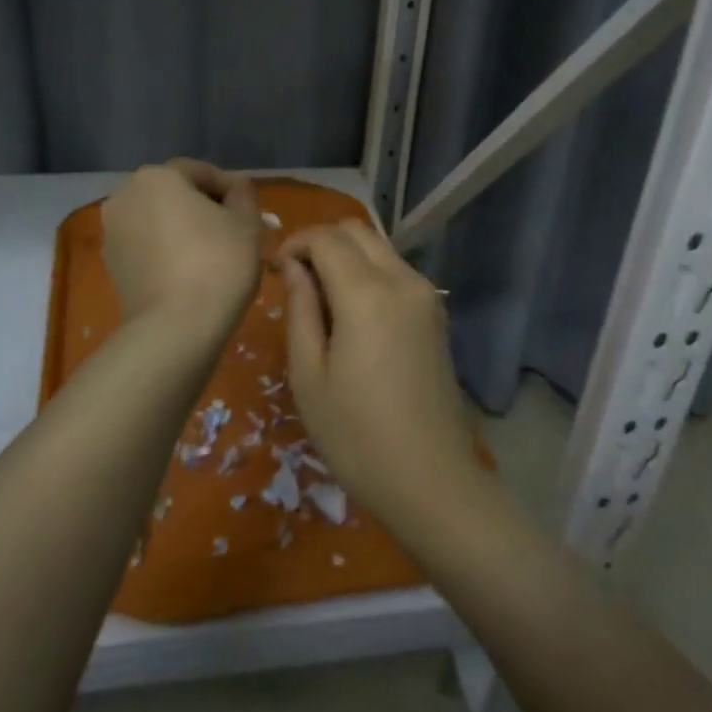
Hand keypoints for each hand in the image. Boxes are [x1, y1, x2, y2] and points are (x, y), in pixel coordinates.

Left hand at [102, 159, 261, 343]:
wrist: (175, 329)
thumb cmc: (217, 263)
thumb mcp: (246, 223)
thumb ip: (243, 195)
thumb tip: (236, 188)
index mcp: (156, 177)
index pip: (200, 172)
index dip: (230, 189)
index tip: (251, 212)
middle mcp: (125, 196)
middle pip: (174, 194)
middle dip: (204, 208)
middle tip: (235, 232)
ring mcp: (112, 233)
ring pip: (158, 221)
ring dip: (184, 230)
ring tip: (215, 254)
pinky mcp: (111, 266)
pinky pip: (147, 247)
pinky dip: (167, 251)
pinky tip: (191, 273)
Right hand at [277, 222, 482, 531]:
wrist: (432, 481)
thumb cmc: (357, 437)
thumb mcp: (309, 376)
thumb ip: (300, 311)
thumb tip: (295, 270)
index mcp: (367, 294)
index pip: (325, 238)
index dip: (294, 245)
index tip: (275, 272)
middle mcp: (403, 280)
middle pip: (356, 230)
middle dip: (320, 242)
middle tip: (295, 279)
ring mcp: (426, 296)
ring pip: (379, 247)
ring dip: (345, 256)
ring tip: (320, 299)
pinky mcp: (436, 313)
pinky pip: (396, 270)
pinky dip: (368, 272)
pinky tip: (352, 313)